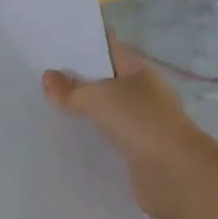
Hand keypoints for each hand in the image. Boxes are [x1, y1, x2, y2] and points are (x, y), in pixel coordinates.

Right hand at [42, 38, 217, 218]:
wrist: (177, 177)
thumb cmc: (142, 123)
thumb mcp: (100, 99)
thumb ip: (72, 89)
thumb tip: (47, 77)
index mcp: (138, 70)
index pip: (108, 48)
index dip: (84, 43)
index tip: (53, 42)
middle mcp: (142, 93)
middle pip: (105, 80)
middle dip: (77, 79)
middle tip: (40, 75)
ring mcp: (141, 124)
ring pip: (105, 111)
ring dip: (83, 110)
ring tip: (45, 106)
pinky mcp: (136, 153)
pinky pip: (107, 138)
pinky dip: (91, 137)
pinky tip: (65, 138)